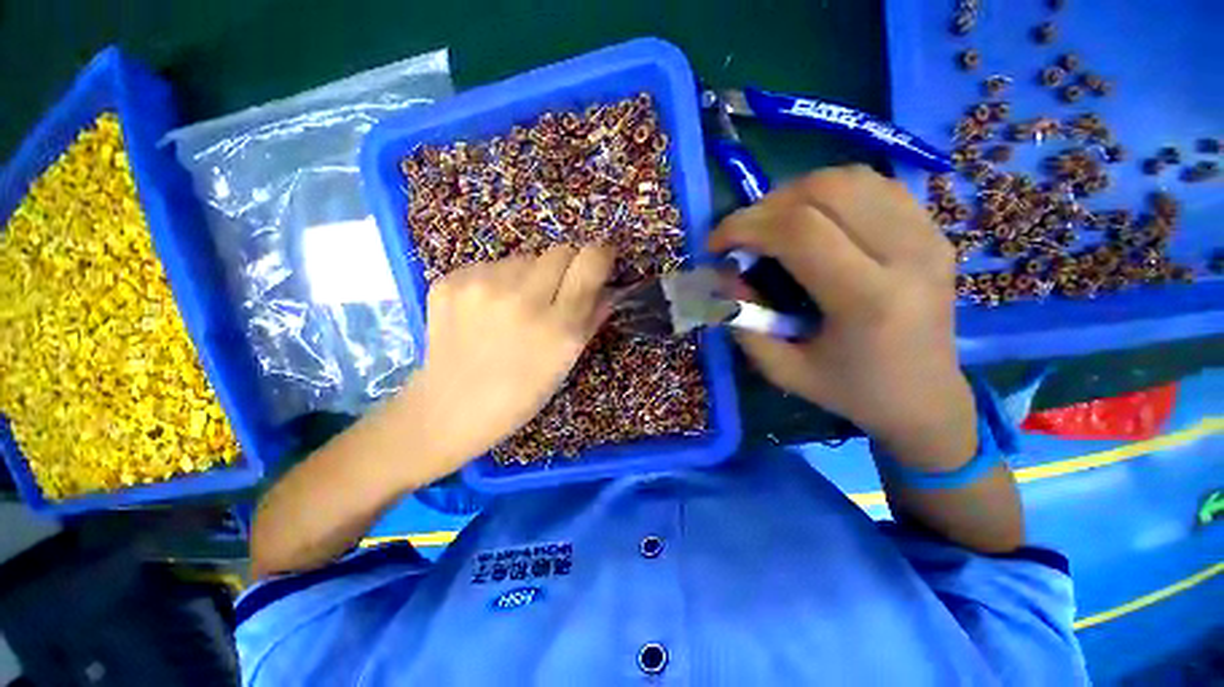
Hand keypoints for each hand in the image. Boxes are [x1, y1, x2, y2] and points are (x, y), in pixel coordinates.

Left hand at [400, 244, 615, 470]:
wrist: (450, 408)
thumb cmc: (520, 394)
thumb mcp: (565, 362)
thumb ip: (591, 319)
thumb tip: (608, 288)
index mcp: (558, 326)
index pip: (590, 261)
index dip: (599, 256)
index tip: (598, 262)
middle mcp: (522, 298)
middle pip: (559, 251)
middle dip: (564, 268)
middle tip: (552, 295)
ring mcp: (481, 286)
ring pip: (523, 258)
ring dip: (528, 277)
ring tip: (513, 309)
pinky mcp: (450, 281)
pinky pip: (490, 266)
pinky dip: (496, 282)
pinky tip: (485, 311)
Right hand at [709, 166, 975, 468]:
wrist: (925, 397)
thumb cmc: (850, 390)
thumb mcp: (781, 369)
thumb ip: (744, 322)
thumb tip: (726, 274)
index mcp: (869, 299)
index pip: (799, 230)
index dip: (745, 226)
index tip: (716, 245)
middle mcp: (907, 255)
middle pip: (825, 190)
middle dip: (765, 206)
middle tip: (742, 235)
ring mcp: (928, 235)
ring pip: (850, 178)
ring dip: (795, 194)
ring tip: (772, 225)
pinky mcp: (933, 230)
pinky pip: (874, 185)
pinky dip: (829, 193)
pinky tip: (812, 220)